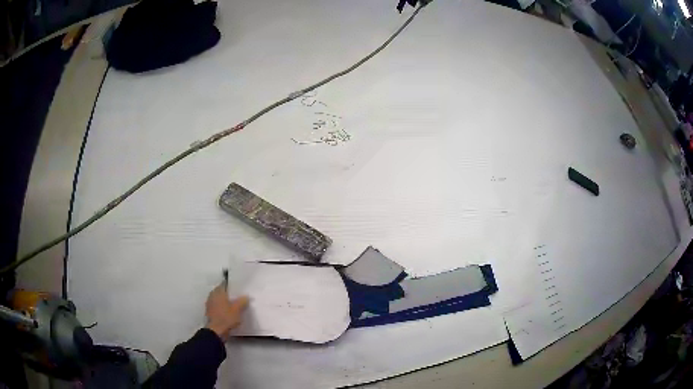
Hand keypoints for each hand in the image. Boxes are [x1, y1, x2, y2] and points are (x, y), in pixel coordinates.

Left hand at [205, 283, 248, 341]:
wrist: (216, 331)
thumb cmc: (226, 317)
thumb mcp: (238, 309)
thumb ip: (242, 301)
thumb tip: (246, 296)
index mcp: (218, 292)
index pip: (224, 284)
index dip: (231, 285)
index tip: (238, 288)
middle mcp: (212, 296)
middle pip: (221, 292)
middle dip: (228, 294)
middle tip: (238, 297)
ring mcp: (210, 304)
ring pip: (219, 299)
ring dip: (225, 301)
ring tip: (234, 305)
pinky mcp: (210, 312)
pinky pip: (217, 306)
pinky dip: (222, 307)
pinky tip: (228, 312)